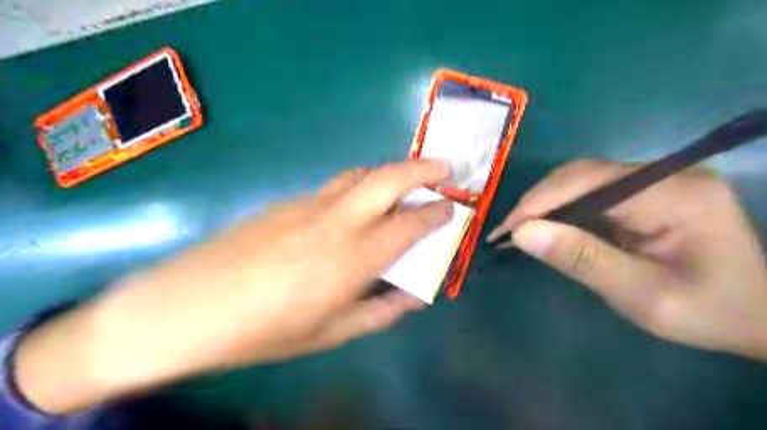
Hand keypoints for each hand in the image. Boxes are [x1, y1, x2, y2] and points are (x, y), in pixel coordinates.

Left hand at [13, 160, 449, 414]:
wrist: (192, 306)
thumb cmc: (267, 329)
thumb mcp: (331, 332)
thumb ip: (380, 312)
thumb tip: (413, 298)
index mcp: (353, 258)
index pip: (408, 224)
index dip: (435, 213)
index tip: (450, 208)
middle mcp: (337, 221)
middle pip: (387, 179)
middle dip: (422, 169)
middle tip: (444, 168)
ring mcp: (309, 205)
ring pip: (359, 174)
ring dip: (389, 172)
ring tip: (405, 180)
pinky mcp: (288, 202)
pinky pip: (334, 186)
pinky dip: (358, 185)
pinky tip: (356, 204)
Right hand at [488, 158, 763, 358]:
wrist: (761, 316)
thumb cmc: (709, 312)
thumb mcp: (643, 297)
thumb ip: (583, 261)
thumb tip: (522, 234)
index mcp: (674, 194)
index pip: (588, 182)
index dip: (539, 203)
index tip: (504, 231)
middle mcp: (665, 174)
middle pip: (582, 174)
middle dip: (537, 202)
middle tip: (506, 232)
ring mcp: (657, 179)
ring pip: (583, 180)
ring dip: (546, 204)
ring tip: (519, 231)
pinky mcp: (647, 191)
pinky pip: (593, 192)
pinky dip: (563, 209)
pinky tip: (548, 227)